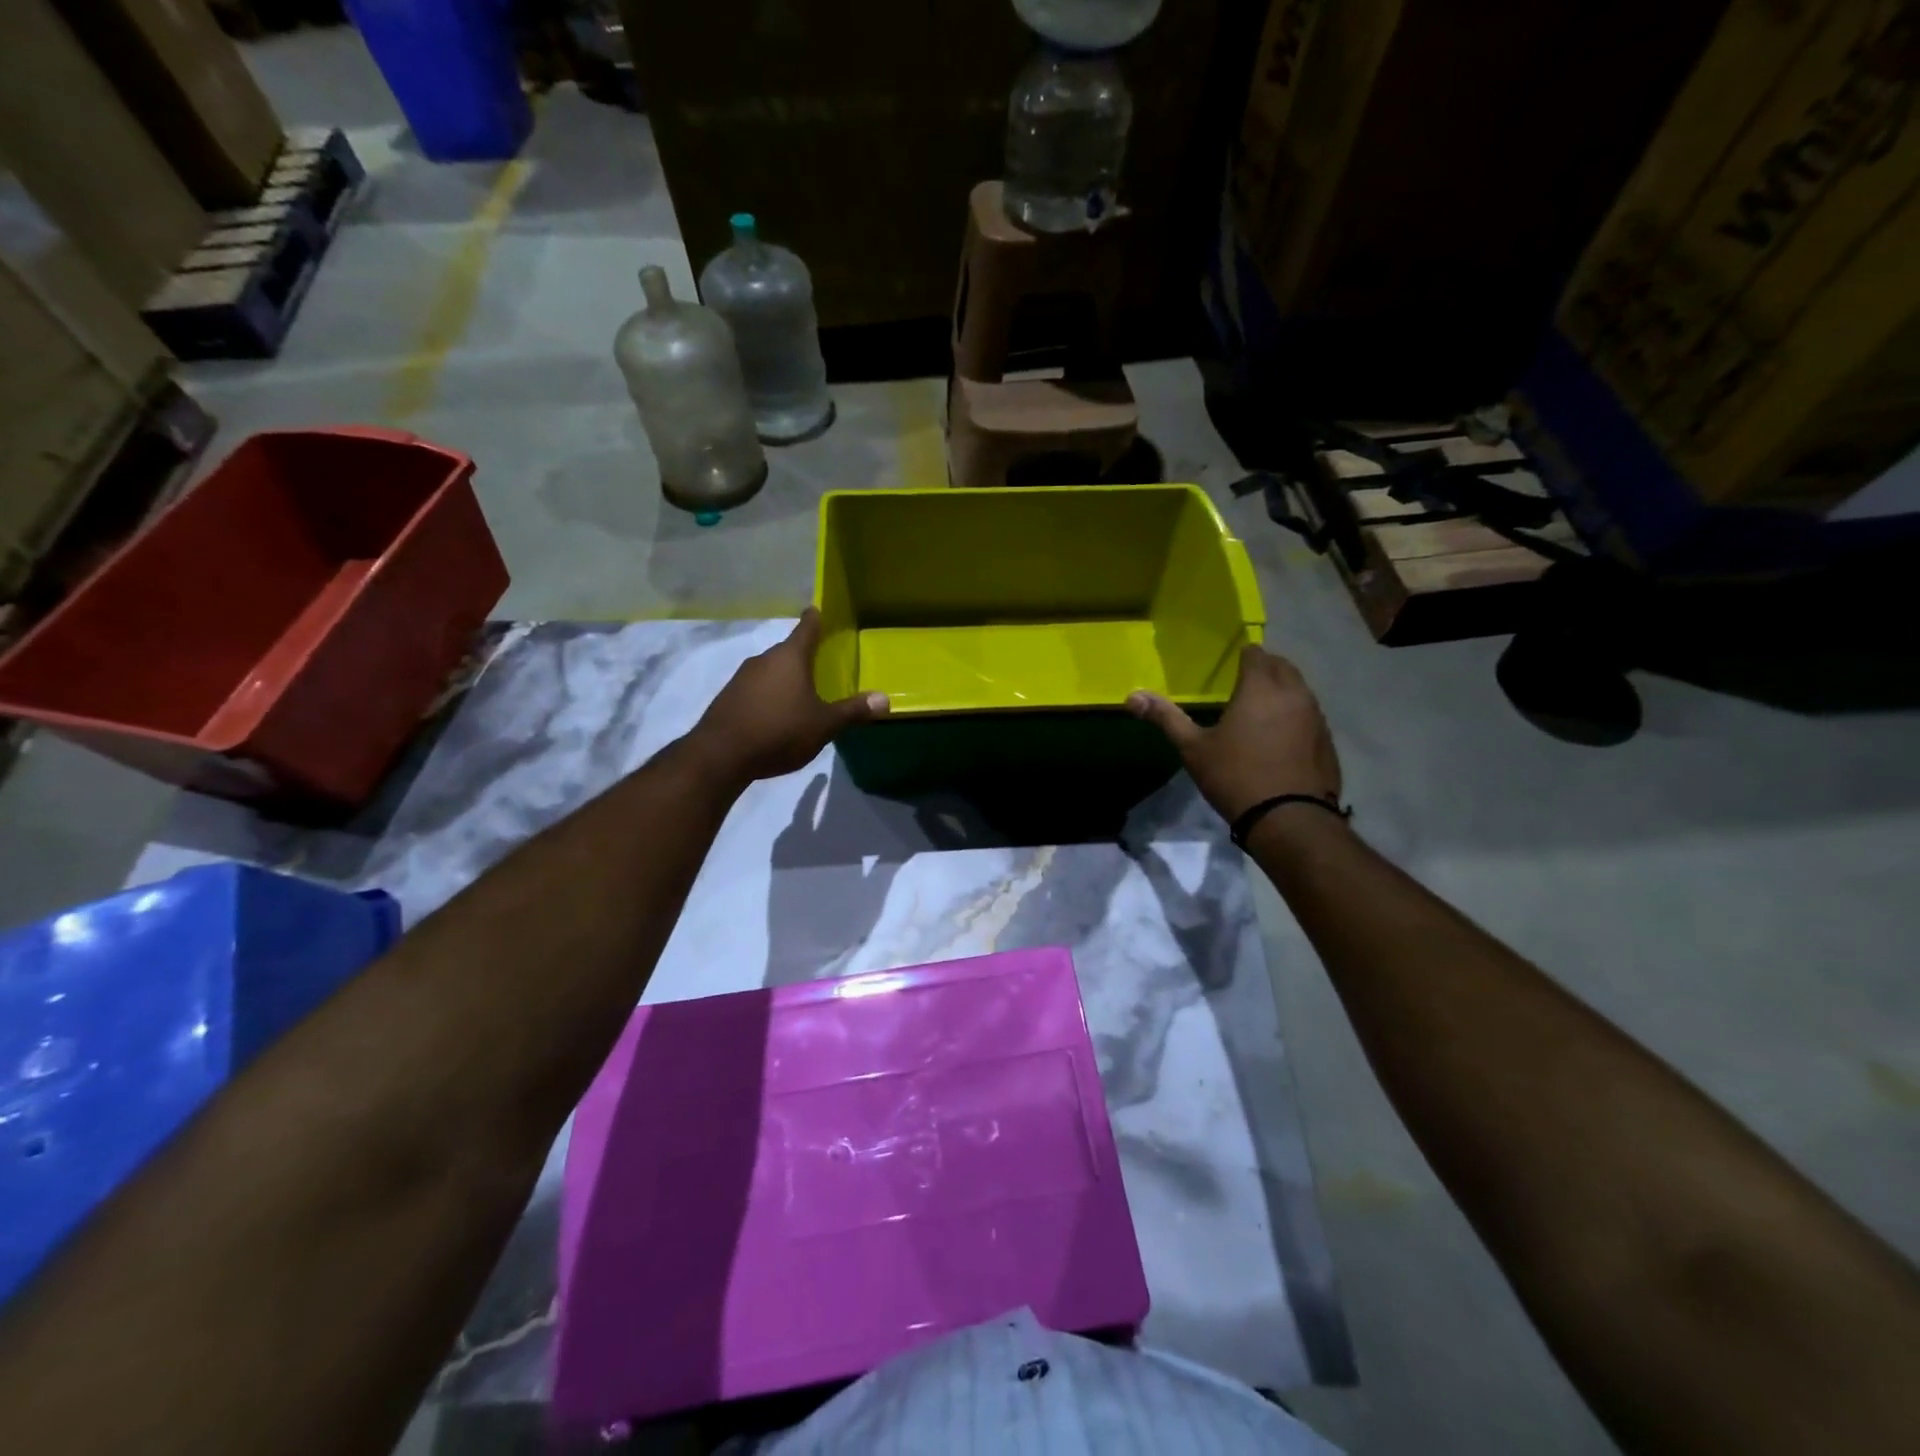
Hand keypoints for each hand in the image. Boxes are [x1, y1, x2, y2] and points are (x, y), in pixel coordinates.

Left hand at [692, 610, 888, 783]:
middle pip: (788, 650)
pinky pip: (756, 689)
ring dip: (785, 679)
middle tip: (821, 665)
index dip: (815, 618)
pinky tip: (776, 715)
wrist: (721, 755)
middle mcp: (764, 659)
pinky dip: (768, 695)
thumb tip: (885, 698)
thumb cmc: (779, 731)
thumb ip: (853, 711)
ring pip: (771, 670)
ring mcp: (742, 677)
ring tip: (801, 694)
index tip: (819, 610)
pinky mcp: (728, 697)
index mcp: (790, 657)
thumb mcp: (824, 724)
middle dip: (804, 656)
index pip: (807, 627)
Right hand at [1126, 644, 1341, 823]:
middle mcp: (1294, 694)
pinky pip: (1310, 716)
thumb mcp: (1193, 749)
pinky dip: (1295, 717)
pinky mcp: (1327, 741)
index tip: (1229, 666)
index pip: (1255, 654)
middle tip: (1242, 684)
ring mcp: (1316, 718)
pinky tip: (1280, 739)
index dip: (1242, 656)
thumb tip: (1131, 696)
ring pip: (1300, 690)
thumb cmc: (1236, 777)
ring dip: (1282, 692)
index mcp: (1260, 688)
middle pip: (1282, 666)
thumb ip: (1165, 717)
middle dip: (1264, 668)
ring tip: (1260, 710)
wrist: (1290, 820)